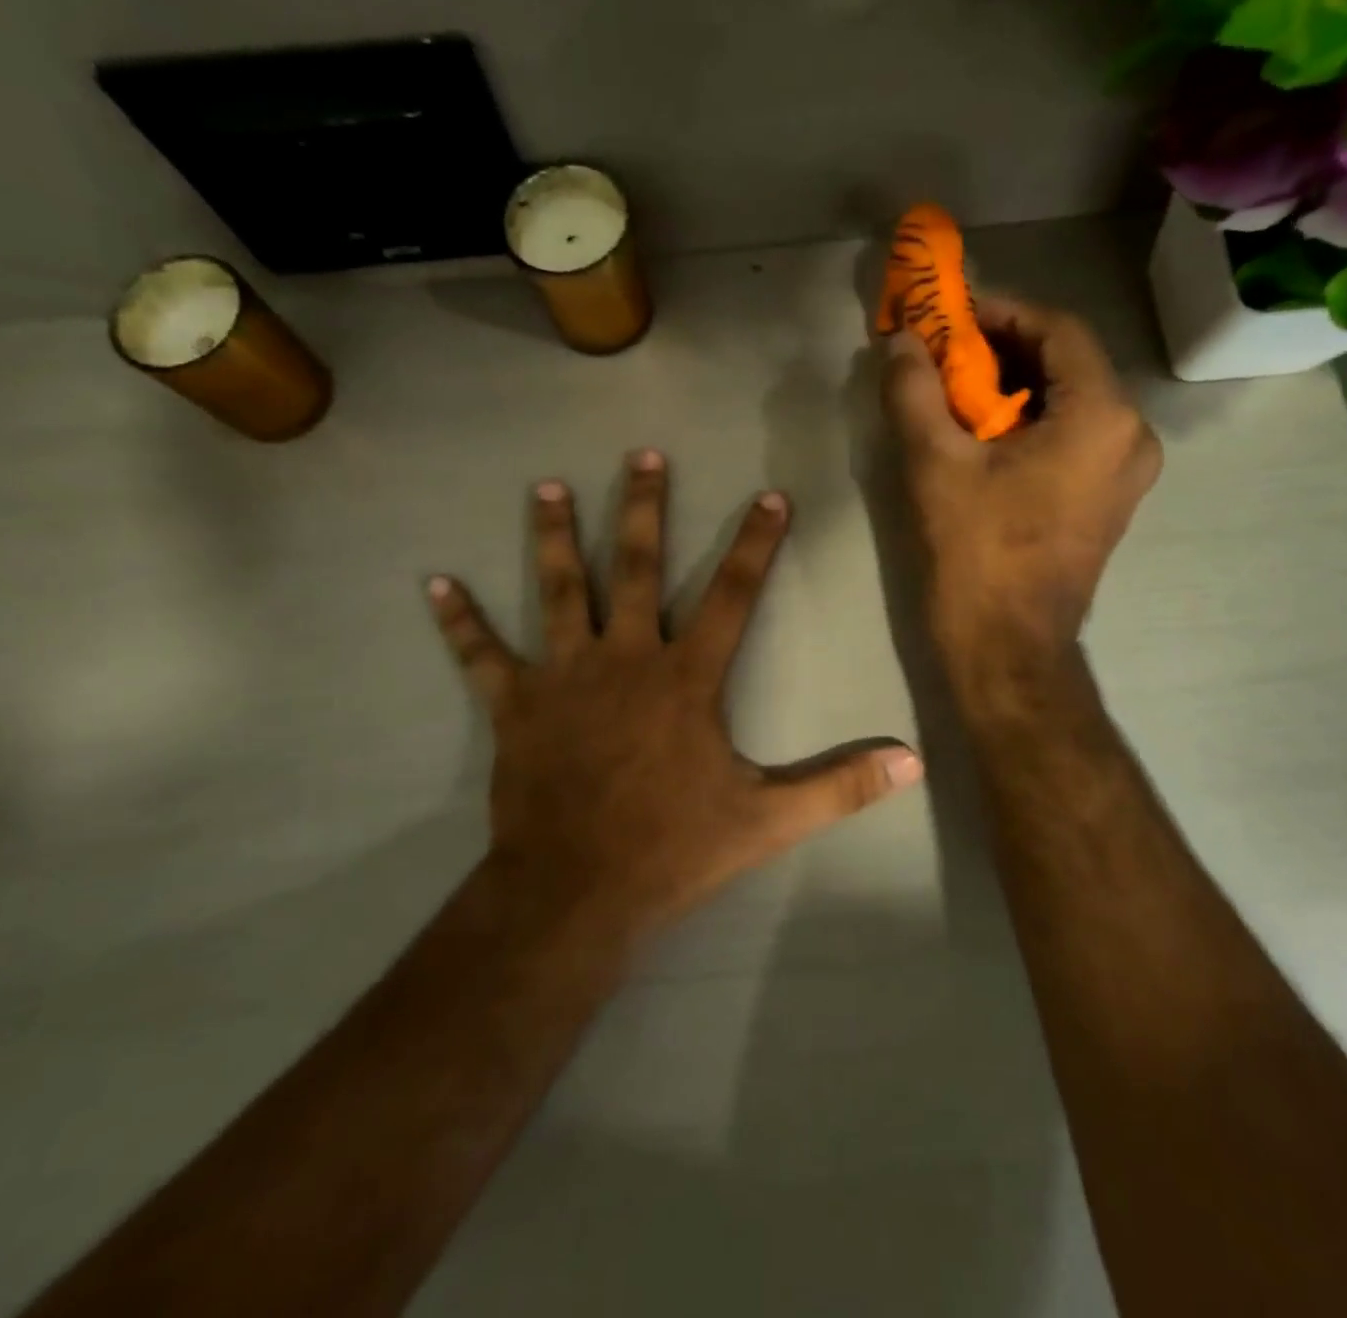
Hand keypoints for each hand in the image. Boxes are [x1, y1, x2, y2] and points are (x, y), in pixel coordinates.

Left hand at [427, 451, 924, 941]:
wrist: (578, 891)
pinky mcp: (515, 706)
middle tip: (643, 455)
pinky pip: (482, 656)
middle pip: (638, 569)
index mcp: (686, 678)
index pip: (733, 595)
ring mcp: (564, 678)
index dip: (756, 544)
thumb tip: (912, 762)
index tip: (770, 496)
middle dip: (645, 509)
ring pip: (560, 592)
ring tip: (550, 487)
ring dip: (556, 537)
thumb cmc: (674, 848)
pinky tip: (435, 584)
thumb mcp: (769, 819)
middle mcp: (625, 659)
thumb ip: (840, 785)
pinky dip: (460, 622)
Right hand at [880, 296, 1161, 682]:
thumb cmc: (976, 553)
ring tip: (956, 391)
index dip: (1002, 313)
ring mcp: (1126, 473)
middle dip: (1004, 351)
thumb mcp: (935, 464)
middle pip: (1068, 364)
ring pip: (1071, 402)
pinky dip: (1030, 423)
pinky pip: (1073, 438)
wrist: (1007, 648)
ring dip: (1015, 388)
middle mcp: (1131, 436)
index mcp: (1102, 416)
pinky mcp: (1108, 501)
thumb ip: (915, 391)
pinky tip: (984, 435)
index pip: (1058, 330)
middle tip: (946, 353)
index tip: (951, 317)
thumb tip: (900, 344)